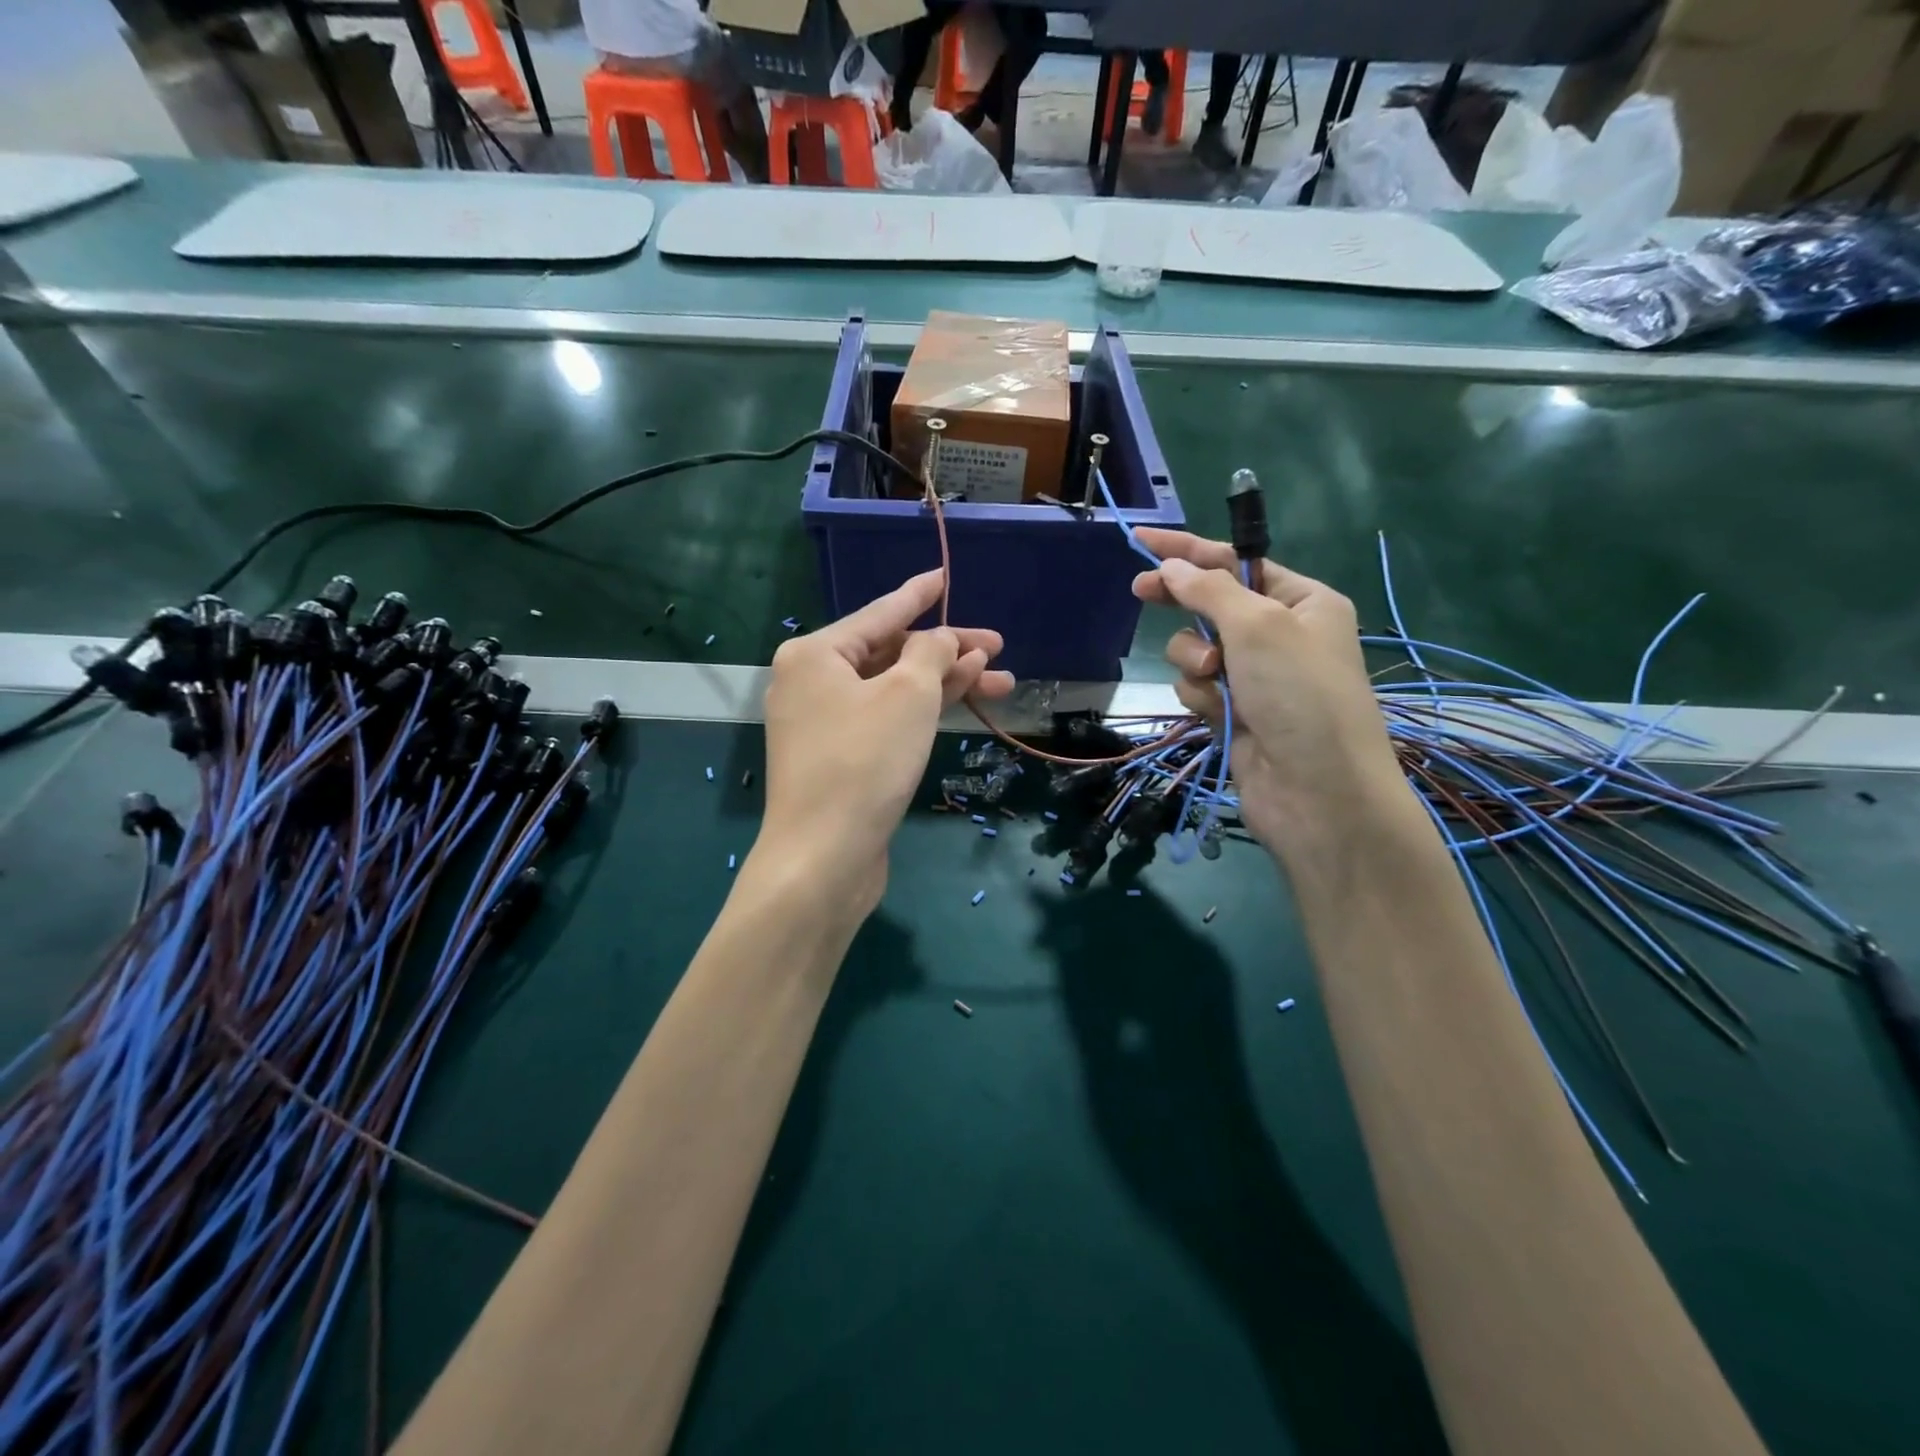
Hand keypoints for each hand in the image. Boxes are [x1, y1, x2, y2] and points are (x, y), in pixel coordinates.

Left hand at [757, 569, 1012, 915]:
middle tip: (999, 647)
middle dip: (946, 650)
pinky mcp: (841, 758)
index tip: (945, 575)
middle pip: (890, 653)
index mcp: (816, 654)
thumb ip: (931, 652)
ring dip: (944, 682)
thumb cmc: (865, 761)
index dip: (919, 594)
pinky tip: (962, 701)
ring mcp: (825, 723)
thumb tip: (943, 639)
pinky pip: (887, 718)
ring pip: (893, 689)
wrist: (824, 857)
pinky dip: (922, 709)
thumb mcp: (907, 694)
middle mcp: (813, 682)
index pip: (879, 613)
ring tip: (1000, 679)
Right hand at [1131, 530, 1401, 857]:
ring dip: (1196, 660)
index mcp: (1303, 602)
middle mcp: (1280, 635)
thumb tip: (1170, 567)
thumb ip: (1209, 590)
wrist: (1317, 792)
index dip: (1188, 550)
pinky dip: (1201, 696)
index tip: (1142, 541)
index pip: (1237, 564)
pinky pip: (1197, 687)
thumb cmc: (1299, 694)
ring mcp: (1256, 677)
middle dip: (1184, 604)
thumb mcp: (1258, 626)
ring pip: (1197, 650)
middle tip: (1140, 592)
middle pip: (1213, 604)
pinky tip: (1220, 714)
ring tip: (1216, 679)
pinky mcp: (1234, 713)